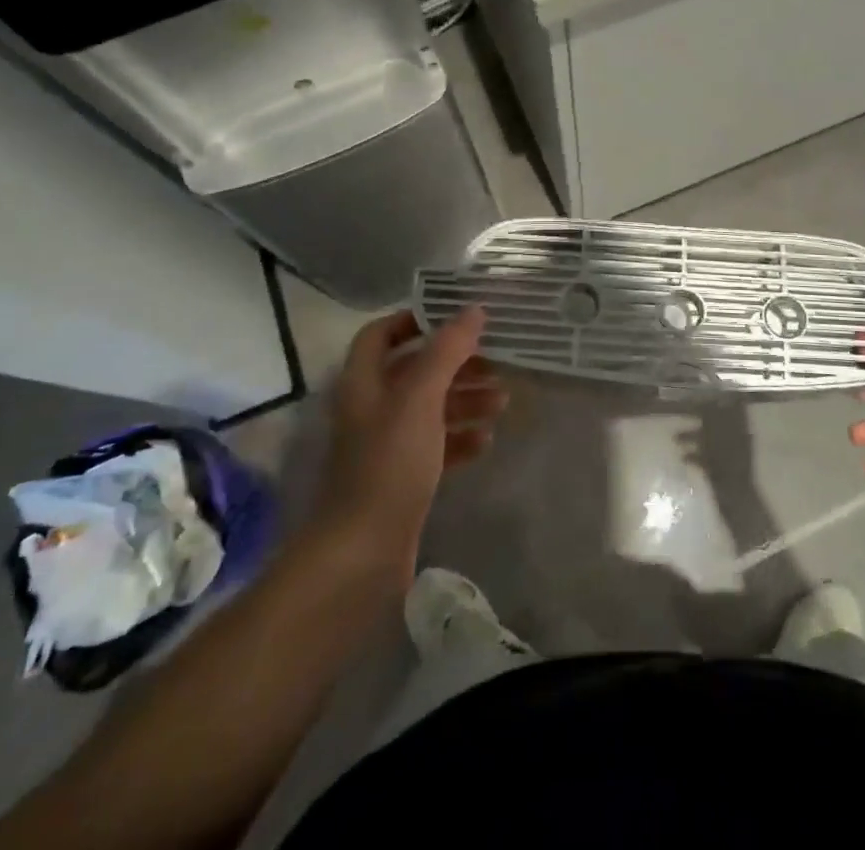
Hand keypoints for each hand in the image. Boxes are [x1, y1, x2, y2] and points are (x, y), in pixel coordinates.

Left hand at [312, 307, 506, 571]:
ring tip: (502, 402)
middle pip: (415, 370)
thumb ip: (447, 351)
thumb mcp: (420, 398)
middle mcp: (372, 408)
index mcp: (364, 382)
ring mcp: (387, 445)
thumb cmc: (389, 464)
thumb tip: (474, 310)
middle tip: (496, 363)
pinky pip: (437, 444)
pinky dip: (461, 437)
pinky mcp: (403, 477)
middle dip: (456, 364)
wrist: (363, 554)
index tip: (456, 318)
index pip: (381, 334)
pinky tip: (486, 440)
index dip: (414, 320)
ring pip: (431, 408)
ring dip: (465, 399)